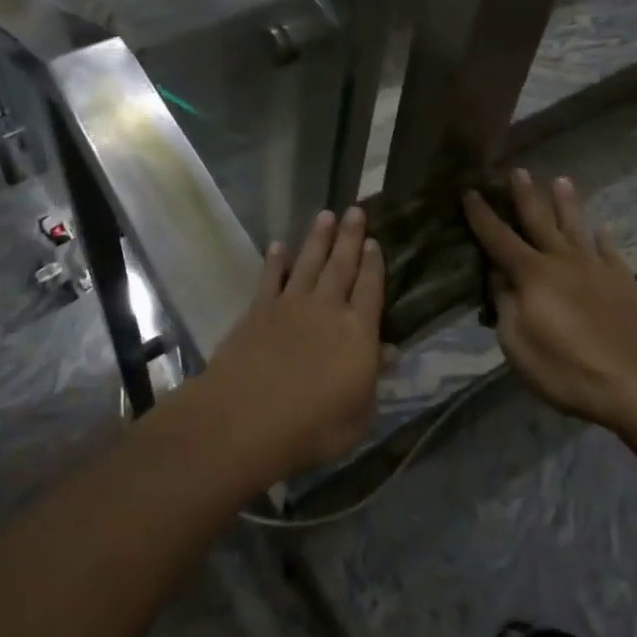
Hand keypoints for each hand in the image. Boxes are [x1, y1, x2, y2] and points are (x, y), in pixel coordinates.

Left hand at [202, 208, 385, 480]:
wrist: (246, 417)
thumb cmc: (312, 427)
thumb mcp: (359, 414)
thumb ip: (372, 378)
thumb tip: (389, 351)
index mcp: (358, 332)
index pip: (371, 289)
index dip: (374, 264)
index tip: (375, 241)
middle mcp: (327, 308)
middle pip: (341, 265)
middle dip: (350, 237)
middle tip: (356, 210)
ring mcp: (290, 305)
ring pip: (308, 263)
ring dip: (318, 238)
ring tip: (326, 215)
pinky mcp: (258, 309)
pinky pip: (270, 278)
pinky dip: (275, 261)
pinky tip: (278, 245)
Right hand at [463, 170, 636, 428]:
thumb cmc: (568, 369)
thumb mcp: (517, 345)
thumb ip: (505, 305)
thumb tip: (498, 277)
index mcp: (531, 274)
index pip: (498, 238)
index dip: (481, 215)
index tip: (469, 192)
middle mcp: (562, 260)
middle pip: (539, 220)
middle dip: (525, 195)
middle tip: (518, 170)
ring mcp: (596, 268)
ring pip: (576, 227)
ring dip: (566, 203)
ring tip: (561, 180)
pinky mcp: (624, 282)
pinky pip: (610, 251)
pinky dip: (603, 237)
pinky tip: (601, 228)